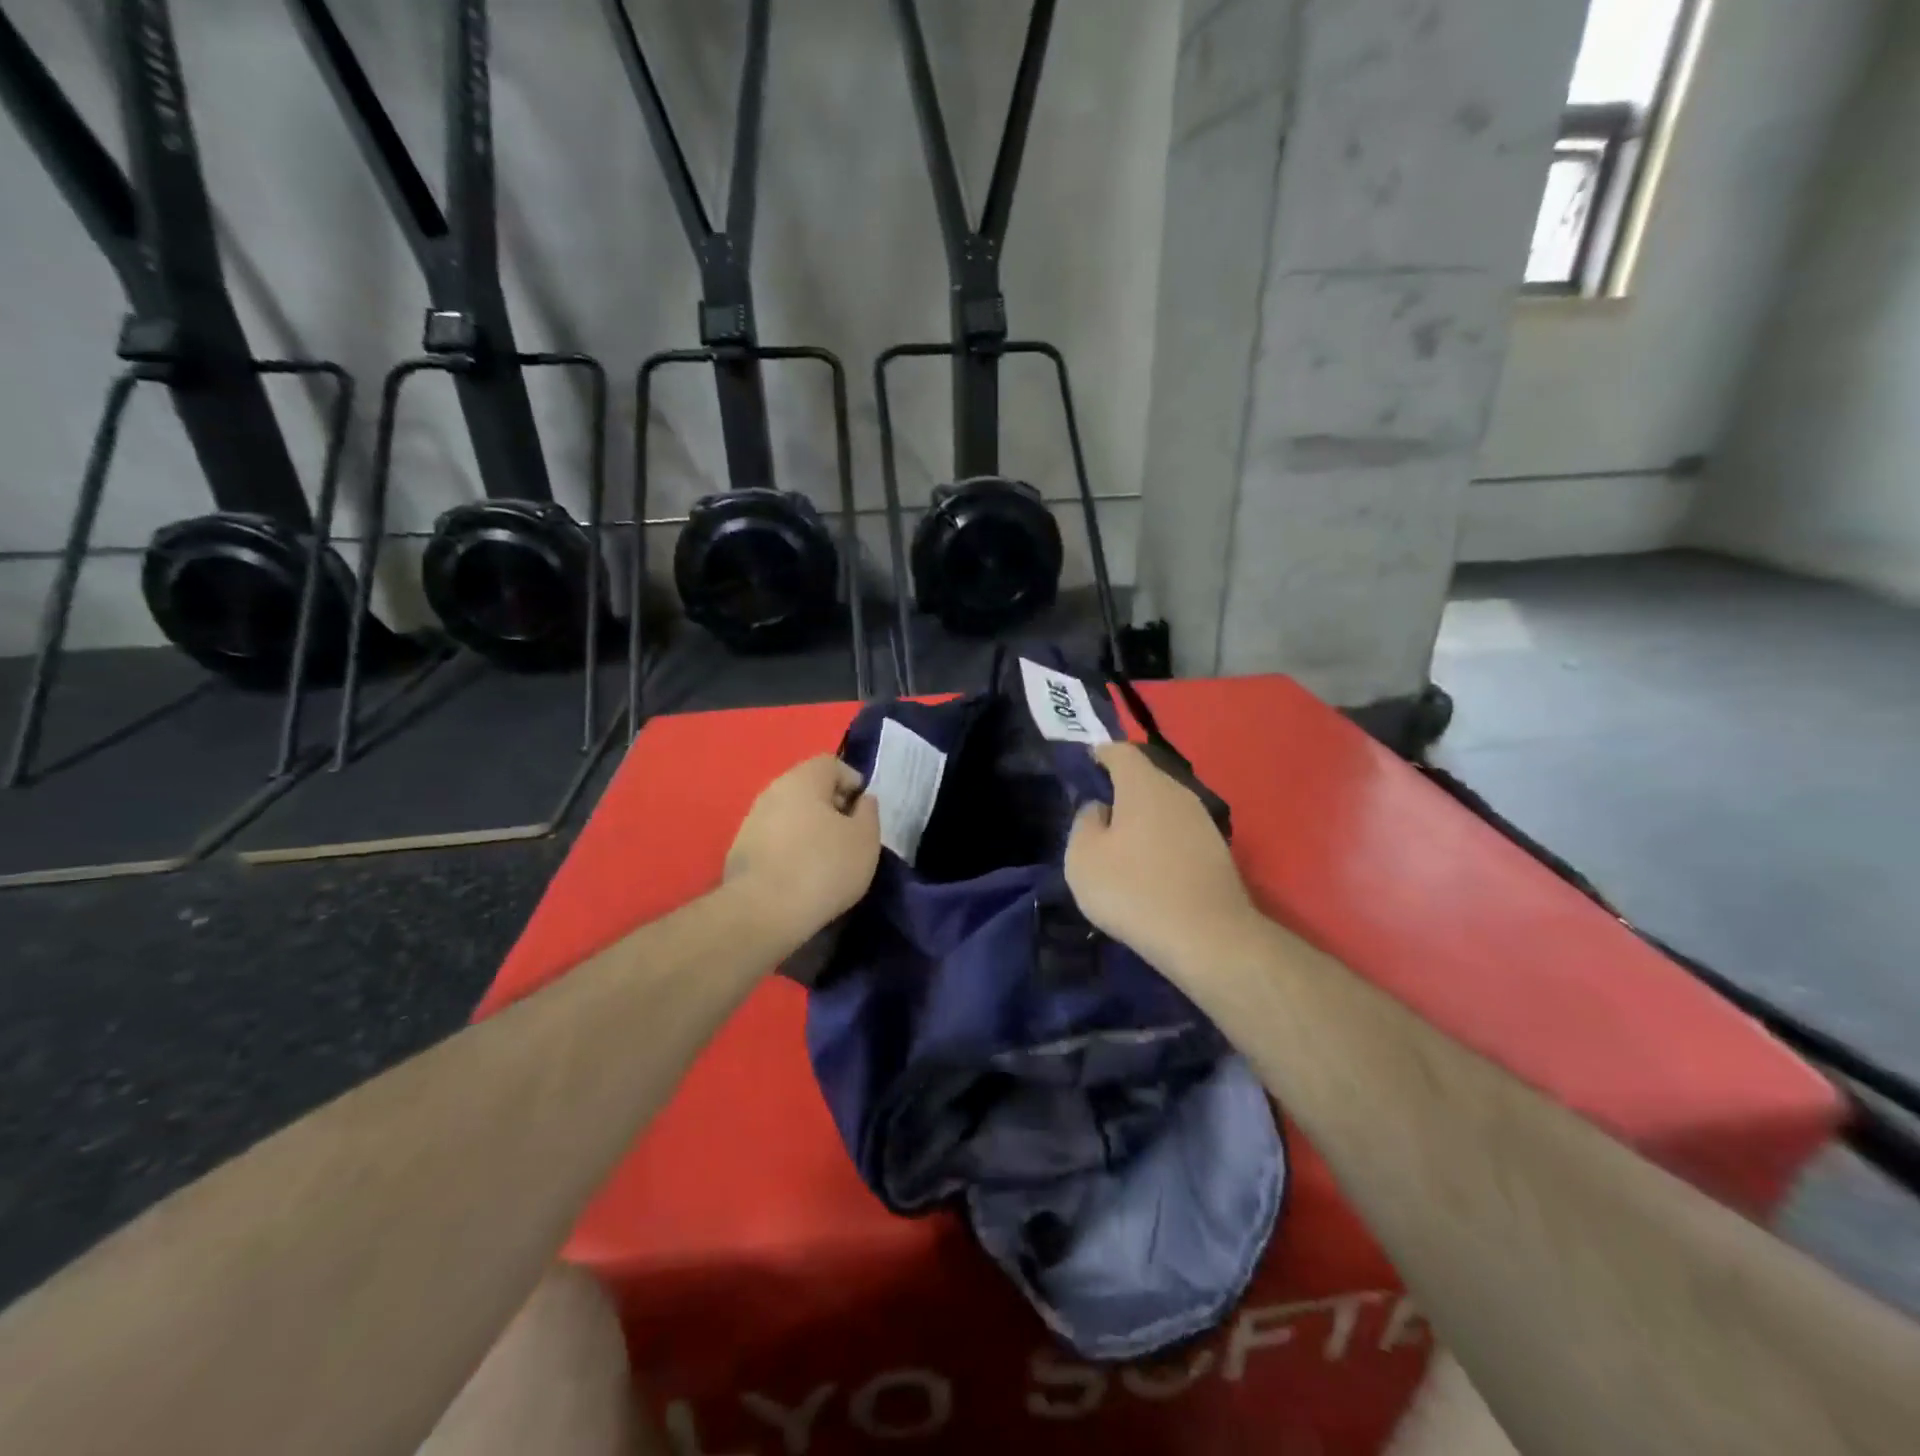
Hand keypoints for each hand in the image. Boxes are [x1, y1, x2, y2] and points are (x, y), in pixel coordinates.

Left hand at [725, 754, 880, 943]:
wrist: (763, 912)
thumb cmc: (824, 867)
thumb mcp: (865, 839)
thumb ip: (869, 812)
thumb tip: (861, 801)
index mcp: (803, 779)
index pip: (831, 764)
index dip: (852, 782)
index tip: (864, 812)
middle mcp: (772, 791)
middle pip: (808, 788)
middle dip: (831, 807)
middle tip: (849, 836)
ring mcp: (751, 821)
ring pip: (790, 814)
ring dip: (810, 829)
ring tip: (827, 859)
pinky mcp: (740, 850)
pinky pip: (774, 839)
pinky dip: (791, 849)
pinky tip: (801, 875)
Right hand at [1066, 742, 1261, 978]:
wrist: (1207, 938)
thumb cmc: (1134, 890)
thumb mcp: (1083, 858)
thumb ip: (1085, 822)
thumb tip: (1100, 809)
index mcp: (1144, 785)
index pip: (1121, 751)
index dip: (1100, 754)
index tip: (1085, 767)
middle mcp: (1178, 793)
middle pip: (1146, 777)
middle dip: (1121, 789)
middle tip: (1098, 813)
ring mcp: (1203, 821)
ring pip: (1164, 806)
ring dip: (1143, 818)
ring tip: (1121, 846)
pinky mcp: (1218, 851)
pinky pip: (1179, 833)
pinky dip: (1161, 841)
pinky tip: (1150, 870)